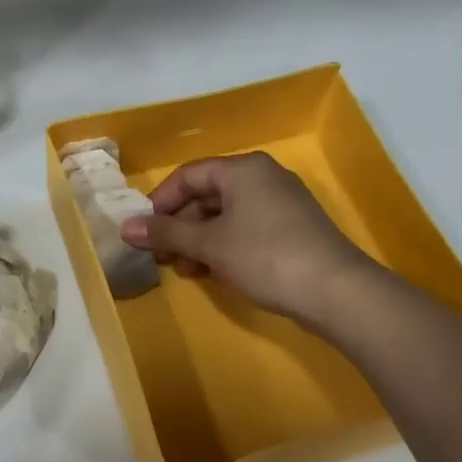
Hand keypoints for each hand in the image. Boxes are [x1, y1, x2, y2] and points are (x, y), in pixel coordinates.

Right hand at [120, 152, 368, 331]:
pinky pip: (246, 230)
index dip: (161, 202)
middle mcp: (263, 178)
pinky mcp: (292, 230)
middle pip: (207, 195)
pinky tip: (213, 272)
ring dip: (199, 241)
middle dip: (180, 226)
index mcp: (243, 170)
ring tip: (185, 270)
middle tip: (162, 256)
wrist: (337, 291)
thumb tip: (125, 227)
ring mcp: (281, 204)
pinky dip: (224, 247)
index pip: (188, 175)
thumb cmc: (265, 256)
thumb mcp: (209, 244)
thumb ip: (166, 234)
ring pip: (226, 216)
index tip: (144, 231)